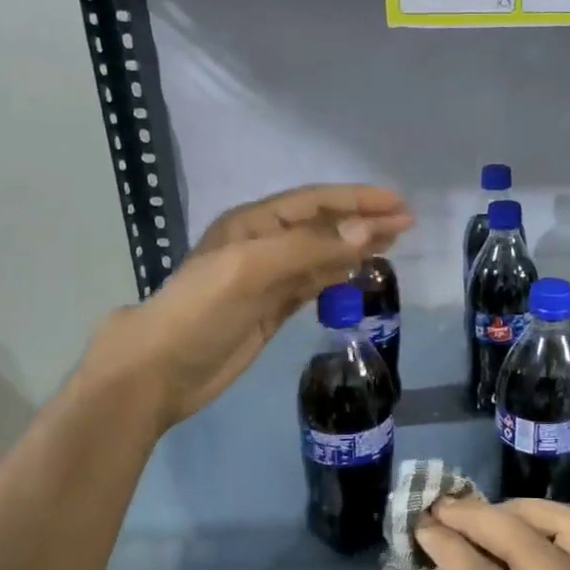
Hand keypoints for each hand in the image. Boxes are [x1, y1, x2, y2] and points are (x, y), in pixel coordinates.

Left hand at [86, 184, 411, 429]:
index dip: (356, 199)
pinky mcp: (272, 310)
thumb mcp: (251, 269)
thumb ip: (309, 248)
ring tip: (393, 243)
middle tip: (407, 223)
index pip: (315, 202)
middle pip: (323, 226)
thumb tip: (365, 231)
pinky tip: (360, 273)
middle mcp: (264, 245)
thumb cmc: (201, 310)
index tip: (397, 203)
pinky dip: (339, 276)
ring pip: (322, 255)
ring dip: (355, 247)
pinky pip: (314, 284)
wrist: (161, 370)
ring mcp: (268, 279)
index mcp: (254, 224)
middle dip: (363, 221)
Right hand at [415, 497, 569, 569]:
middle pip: (523, 538)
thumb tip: (458, 562)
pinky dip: (548, 523)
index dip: (448, 545)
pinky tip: (519, 530)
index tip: (421, 524)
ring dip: (517, 510)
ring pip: (563, 522)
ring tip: (482, 515)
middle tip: (441, 508)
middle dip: (475, 516)